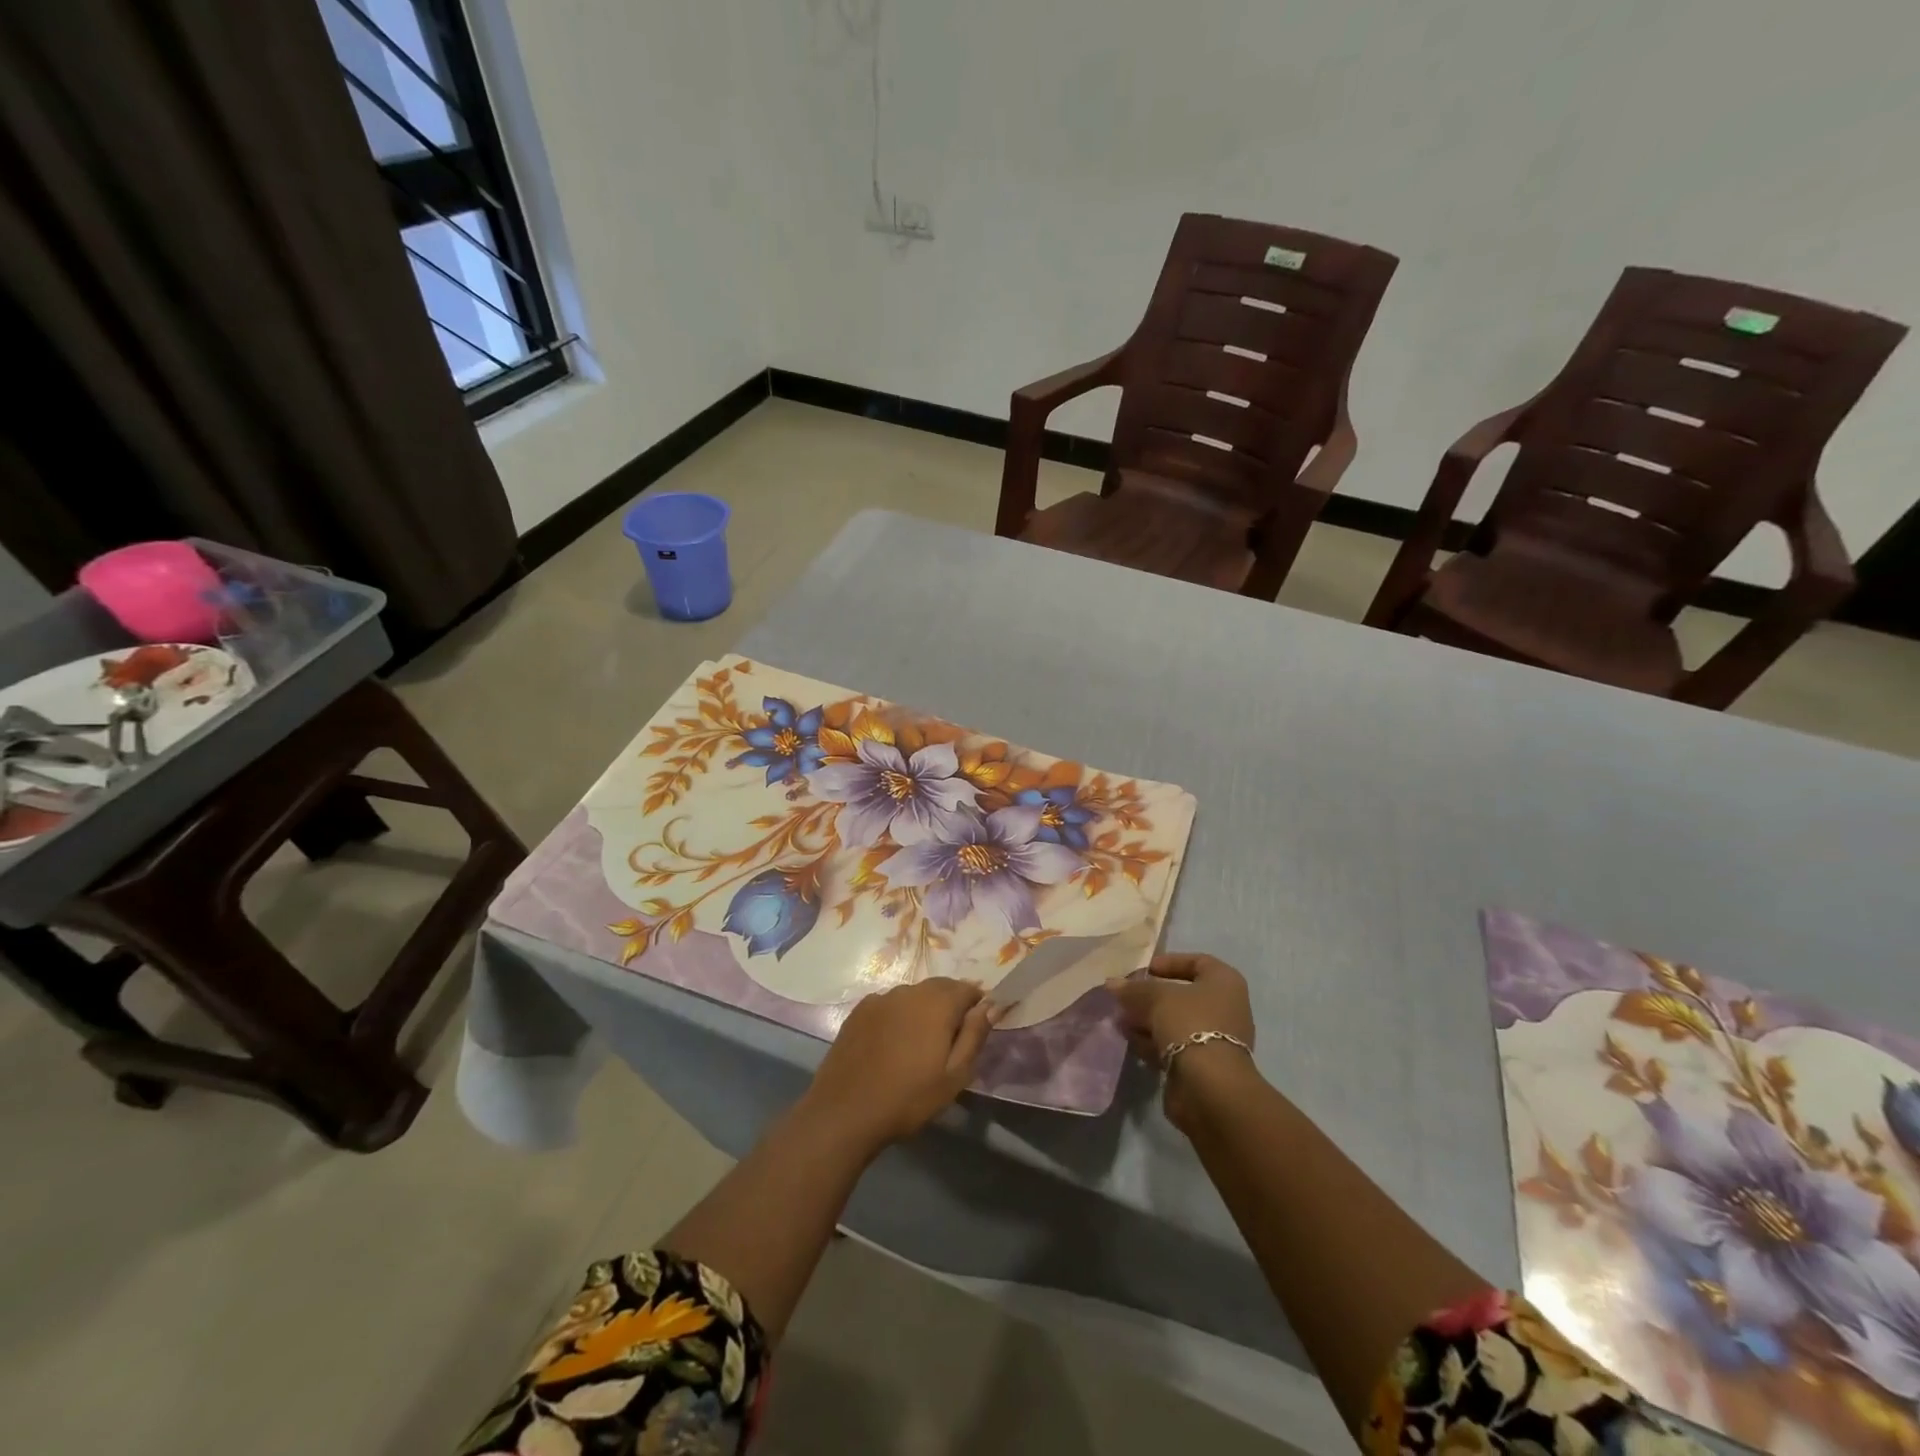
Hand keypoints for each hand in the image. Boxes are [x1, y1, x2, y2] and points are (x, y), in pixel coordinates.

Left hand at [802, 977, 1000, 1151]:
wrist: (845, 1111)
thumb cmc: (908, 1098)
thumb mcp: (954, 1076)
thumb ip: (974, 1036)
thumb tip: (990, 1006)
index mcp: (937, 1003)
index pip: (967, 988)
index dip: (977, 1005)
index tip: (975, 1030)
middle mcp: (909, 990)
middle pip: (940, 987)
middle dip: (951, 1005)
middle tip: (950, 1040)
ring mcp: (881, 998)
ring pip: (913, 995)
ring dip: (923, 1010)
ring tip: (920, 1044)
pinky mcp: (859, 1010)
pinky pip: (889, 1004)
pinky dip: (898, 1016)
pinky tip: (892, 1044)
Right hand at [1107, 953, 1257, 1130]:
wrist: (1209, 1086)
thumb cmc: (1190, 1024)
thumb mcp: (1156, 997)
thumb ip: (1133, 989)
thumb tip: (1112, 984)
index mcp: (1224, 983)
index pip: (1197, 962)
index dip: (1169, 962)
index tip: (1144, 970)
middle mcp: (1225, 1008)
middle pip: (1183, 995)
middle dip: (1151, 996)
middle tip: (1125, 998)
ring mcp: (1215, 1039)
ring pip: (1175, 1022)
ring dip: (1147, 1020)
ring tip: (1120, 1020)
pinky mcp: (1202, 1065)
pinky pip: (1173, 1046)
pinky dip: (1152, 1042)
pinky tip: (1130, 1041)